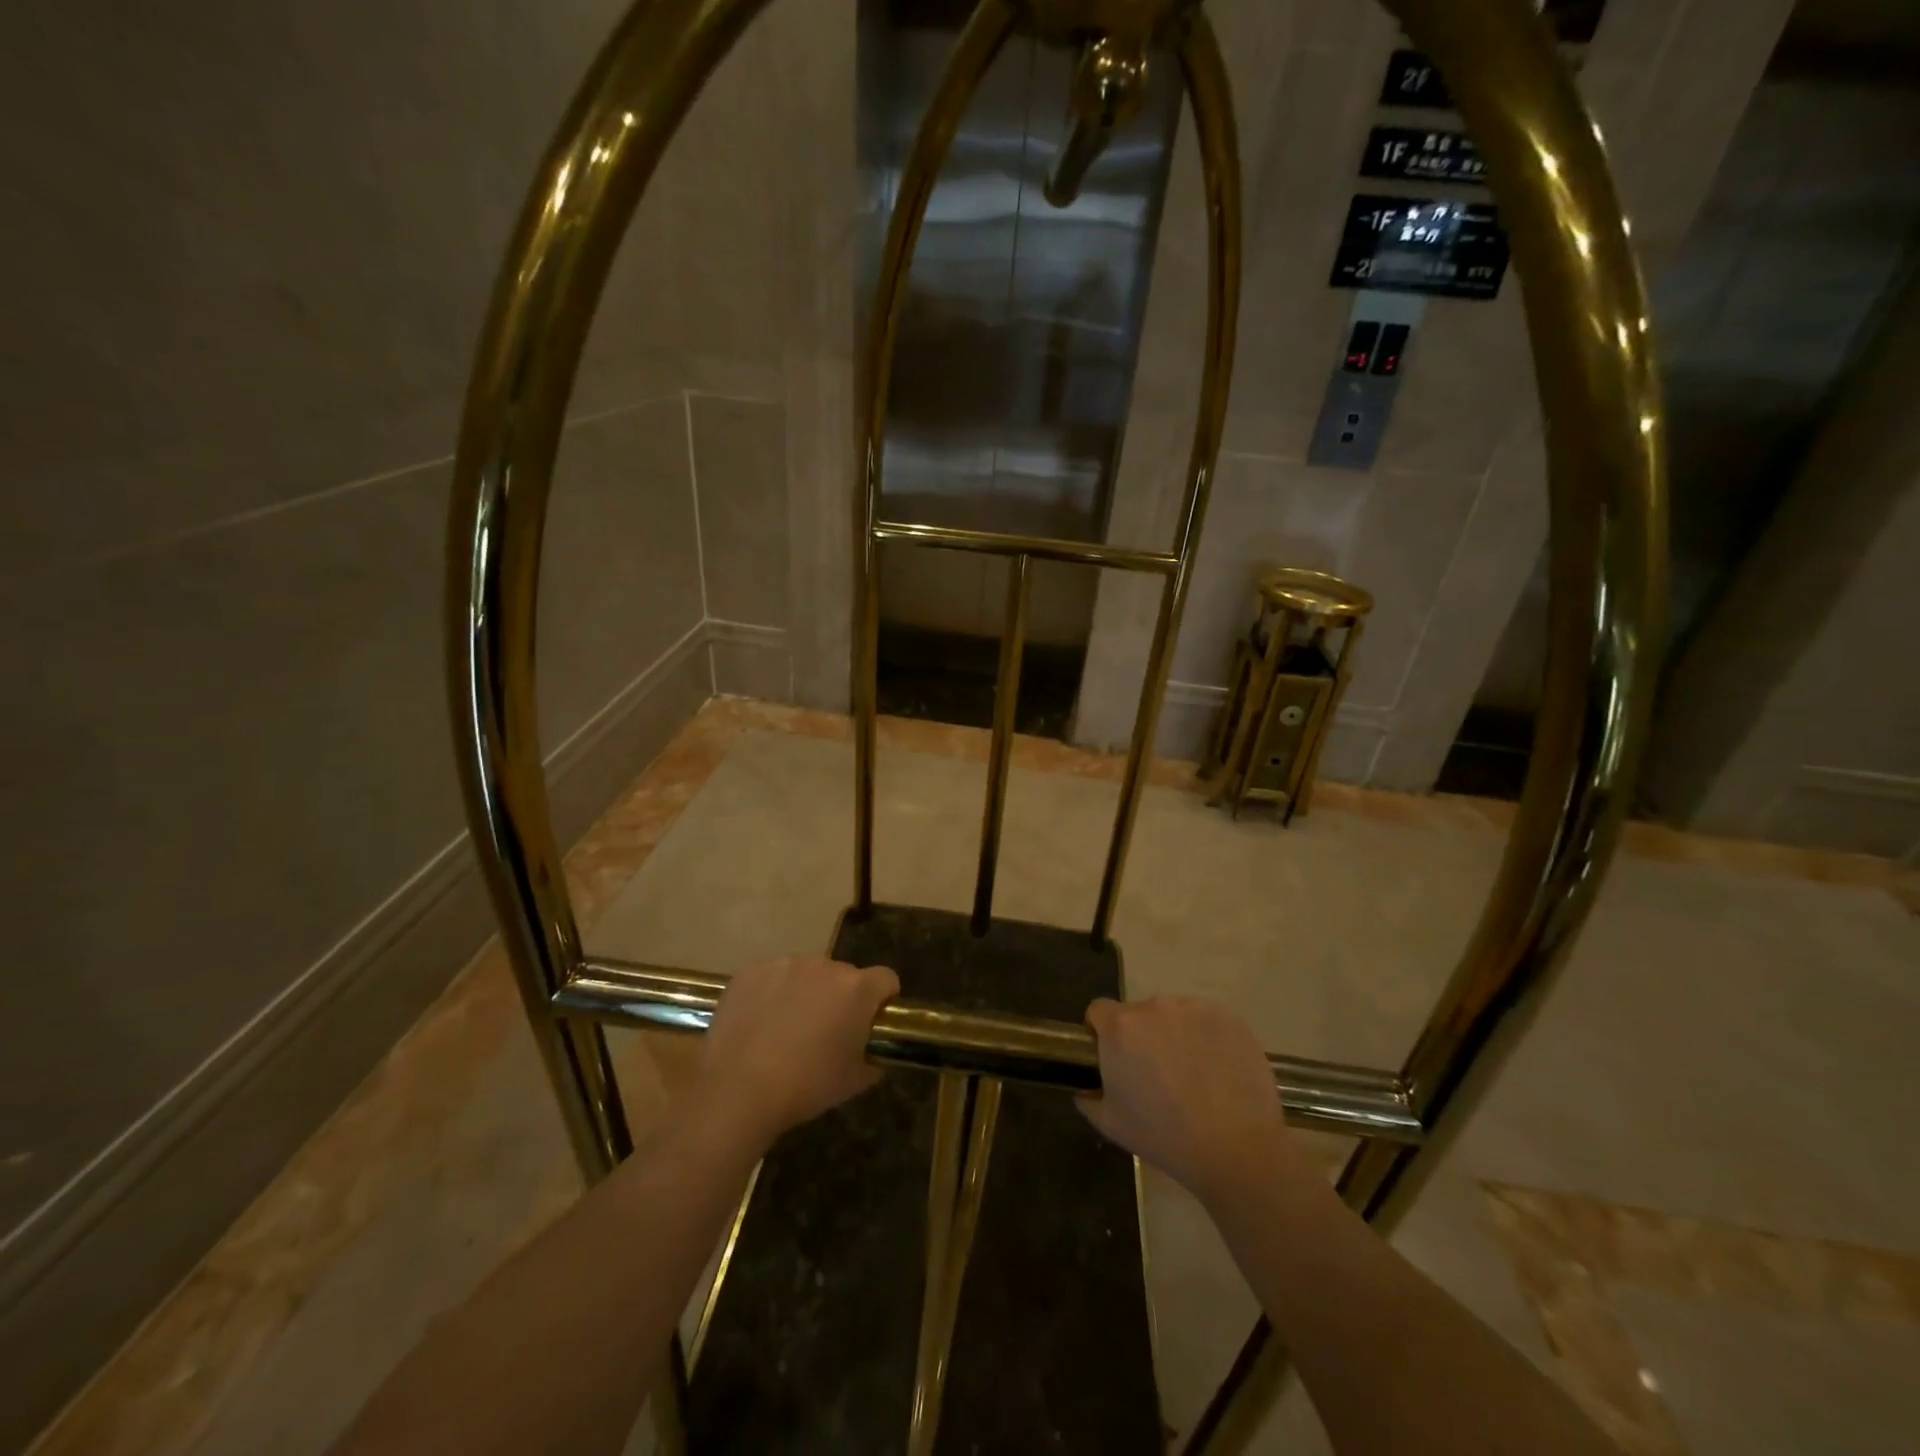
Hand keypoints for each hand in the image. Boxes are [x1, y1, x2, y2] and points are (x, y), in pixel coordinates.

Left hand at [693, 956, 898, 1149]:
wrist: (738, 1091)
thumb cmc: (806, 1087)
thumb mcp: (855, 1080)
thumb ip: (873, 1056)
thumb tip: (873, 1050)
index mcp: (856, 989)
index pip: (886, 979)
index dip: (882, 999)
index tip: (870, 1022)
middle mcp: (824, 966)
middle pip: (844, 975)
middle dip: (840, 997)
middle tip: (824, 1031)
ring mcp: (785, 964)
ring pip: (806, 973)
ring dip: (806, 992)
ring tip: (786, 1027)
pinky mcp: (752, 970)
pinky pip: (773, 975)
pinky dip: (772, 991)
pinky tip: (759, 1021)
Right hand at [1078, 996, 1291, 1205]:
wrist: (1236, 1149)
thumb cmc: (1164, 1136)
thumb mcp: (1111, 1124)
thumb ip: (1089, 1099)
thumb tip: (1085, 1090)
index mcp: (1121, 1027)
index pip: (1098, 1010)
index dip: (1102, 1032)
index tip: (1114, 1058)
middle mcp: (1154, 1007)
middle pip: (1139, 1014)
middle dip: (1142, 1037)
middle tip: (1156, 1075)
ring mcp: (1194, 1009)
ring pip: (1174, 1016)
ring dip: (1175, 1036)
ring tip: (1192, 1076)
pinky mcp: (1229, 1018)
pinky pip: (1207, 1022)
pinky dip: (1207, 1039)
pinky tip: (1217, 1072)